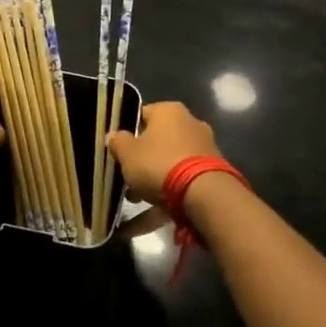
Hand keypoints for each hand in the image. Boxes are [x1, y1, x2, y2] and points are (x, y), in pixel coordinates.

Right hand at [105, 101, 221, 205]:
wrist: (203, 194)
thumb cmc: (159, 164)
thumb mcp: (127, 153)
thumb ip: (118, 142)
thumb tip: (114, 136)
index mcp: (169, 111)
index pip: (141, 115)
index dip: (126, 132)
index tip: (117, 151)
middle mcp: (190, 123)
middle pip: (156, 140)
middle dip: (140, 161)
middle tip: (125, 179)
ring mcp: (203, 147)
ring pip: (169, 162)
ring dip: (152, 180)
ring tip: (135, 201)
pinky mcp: (211, 171)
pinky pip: (182, 180)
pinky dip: (167, 194)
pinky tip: (151, 215)